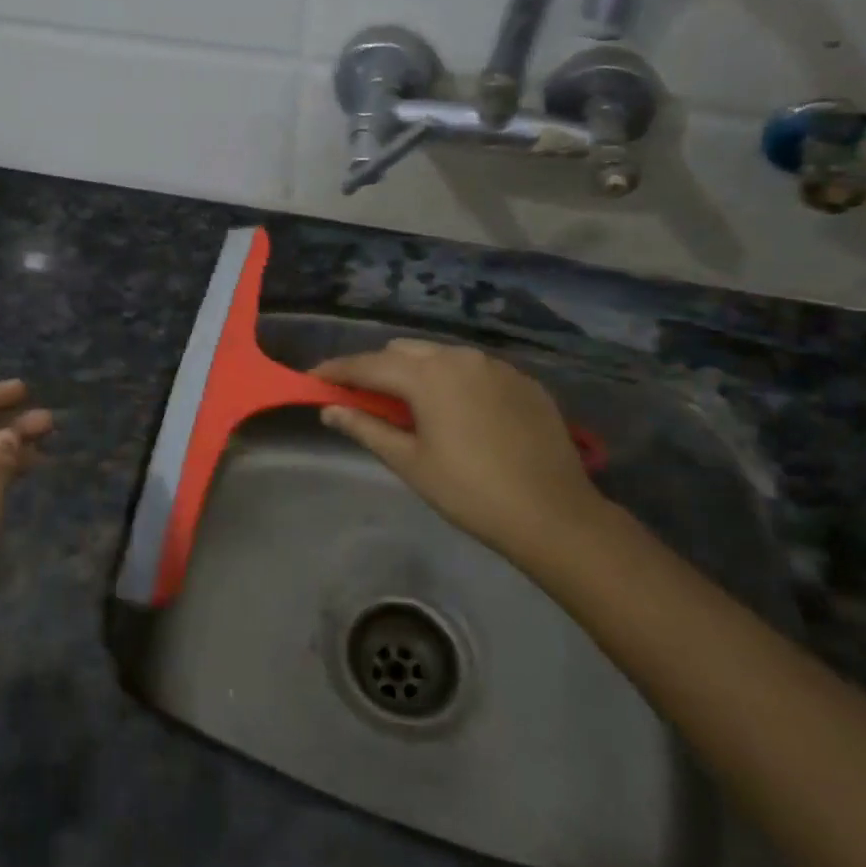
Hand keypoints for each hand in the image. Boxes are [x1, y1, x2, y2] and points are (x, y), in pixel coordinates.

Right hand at [313, 341, 609, 571]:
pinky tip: (456, 411)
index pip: (368, 364)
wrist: (553, 514)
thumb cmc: (470, 492)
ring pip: (440, 356)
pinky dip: (453, 380)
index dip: (336, 370)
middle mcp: (460, 357)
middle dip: (377, 369)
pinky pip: (474, 369)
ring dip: (416, 372)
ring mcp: (496, 366)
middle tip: (362, 398)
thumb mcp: (410, 462)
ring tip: (408, 404)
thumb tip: (329, 410)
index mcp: (428, 375)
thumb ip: (366, 428)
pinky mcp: (522, 381)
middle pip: (403, 352)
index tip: (312, 379)